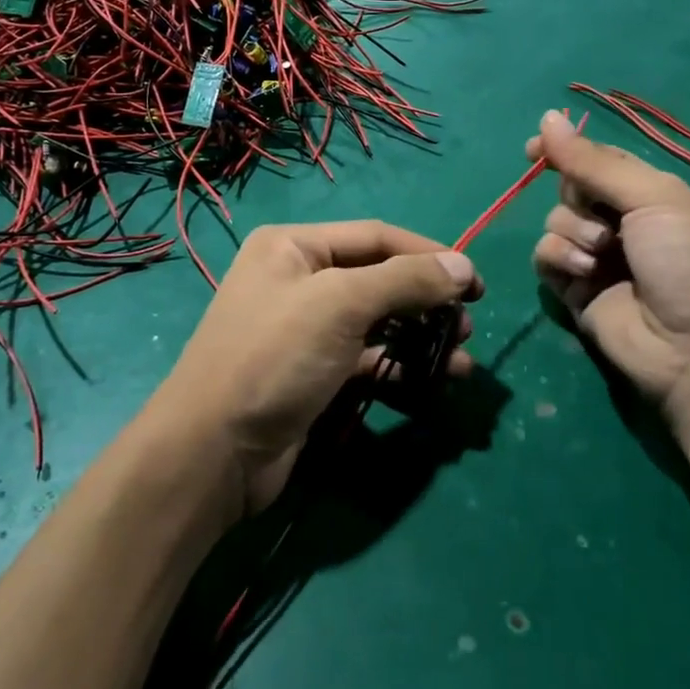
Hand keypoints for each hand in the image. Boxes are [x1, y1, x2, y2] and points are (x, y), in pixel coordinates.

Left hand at [150, 222, 482, 517]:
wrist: (213, 452)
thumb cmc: (275, 357)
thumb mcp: (340, 305)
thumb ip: (405, 281)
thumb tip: (464, 266)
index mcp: (294, 246)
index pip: (376, 236)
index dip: (428, 255)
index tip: (476, 282)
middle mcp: (298, 280)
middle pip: (378, 278)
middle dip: (426, 299)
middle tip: (468, 325)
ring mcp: (305, 330)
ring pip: (377, 322)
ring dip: (420, 336)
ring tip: (460, 358)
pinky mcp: (313, 374)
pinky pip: (366, 359)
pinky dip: (399, 366)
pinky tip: (432, 382)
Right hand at [527, 110, 689, 423]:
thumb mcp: (653, 199)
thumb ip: (594, 162)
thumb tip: (547, 117)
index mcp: (649, 194)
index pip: (597, 160)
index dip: (565, 151)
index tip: (533, 149)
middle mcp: (621, 222)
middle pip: (571, 189)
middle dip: (577, 199)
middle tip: (604, 220)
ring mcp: (596, 257)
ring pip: (554, 222)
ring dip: (572, 232)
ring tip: (602, 256)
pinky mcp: (575, 290)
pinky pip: (546, 257)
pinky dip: (559, 258)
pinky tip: (584, 273)